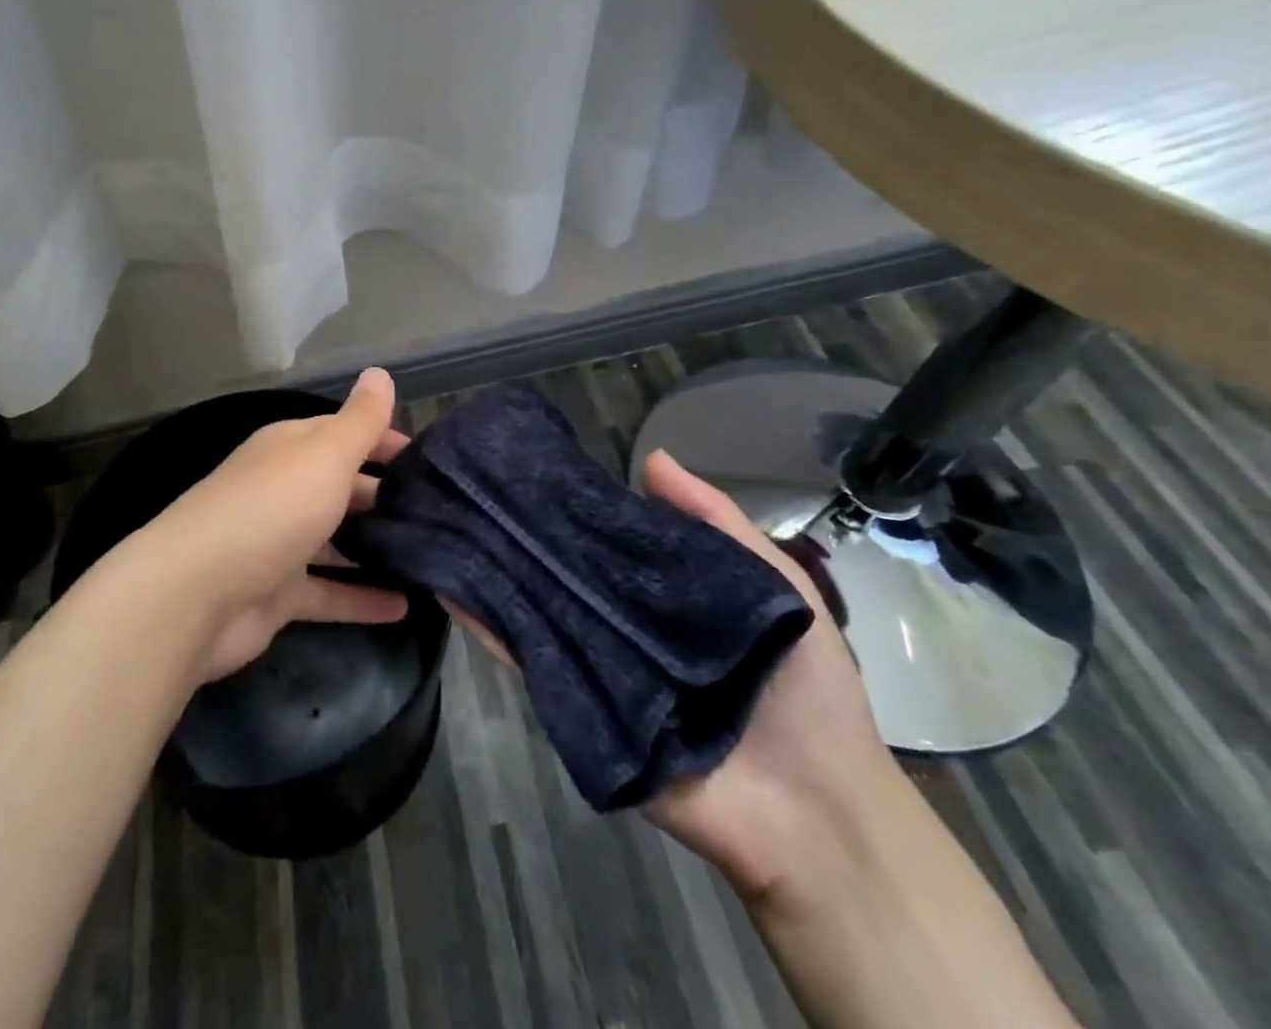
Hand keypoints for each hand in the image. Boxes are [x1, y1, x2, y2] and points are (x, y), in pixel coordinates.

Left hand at [131, 368, 410, 682]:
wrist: (196, 594)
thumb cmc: (270, 509)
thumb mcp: (324, 455)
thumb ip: (359, 420)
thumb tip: (380, 372)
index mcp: (290, 450)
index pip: (343, 433)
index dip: (383, 439)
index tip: (427, 458)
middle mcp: (284, 490)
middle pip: (342, 486)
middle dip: (385, 494)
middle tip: (439, 510)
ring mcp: (280, 544)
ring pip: (337, 541)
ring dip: (376, 547)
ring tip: (432, 554)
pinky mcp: (278, 595)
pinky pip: (330, 593)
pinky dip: (362, 599)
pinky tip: (404, 607)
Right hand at [451, 448, 892, 903]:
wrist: (815, 814)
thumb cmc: (805, 689)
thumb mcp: (778, 585)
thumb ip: (716, 522)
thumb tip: (650, 458)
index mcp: (665, 596)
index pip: (608, 542)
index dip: (577, 508)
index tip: (536, 469)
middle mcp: (623, 625)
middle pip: (568, 574)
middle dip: (528, 536)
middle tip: (479, 491)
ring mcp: (596, 667)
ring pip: (539, 611)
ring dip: (500, 575)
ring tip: (455, 526)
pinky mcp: (578, 710)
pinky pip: (530, 665)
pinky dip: (493, 630)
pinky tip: (456, 591)